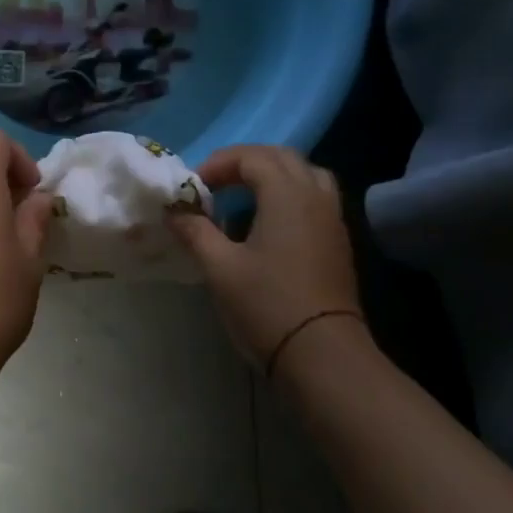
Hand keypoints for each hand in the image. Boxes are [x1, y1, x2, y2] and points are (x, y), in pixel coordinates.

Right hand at [166, 145, 367, 374]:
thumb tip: (174, 213)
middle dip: (245, 163)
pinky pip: (316, 198)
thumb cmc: (267, 305)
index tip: (194, 188)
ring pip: (305, 175)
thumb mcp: (220, 268)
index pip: (252, 157)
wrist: (323, 355)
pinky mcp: (338, 242)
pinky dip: (290, 195)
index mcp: (287, 195)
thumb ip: (195, 232)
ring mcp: (332, 219)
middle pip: (282, 158)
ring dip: (273, 176)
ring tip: (245, 196)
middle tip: (215, 184)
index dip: (219, 164)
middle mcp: (315, 197)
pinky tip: (269, 223)